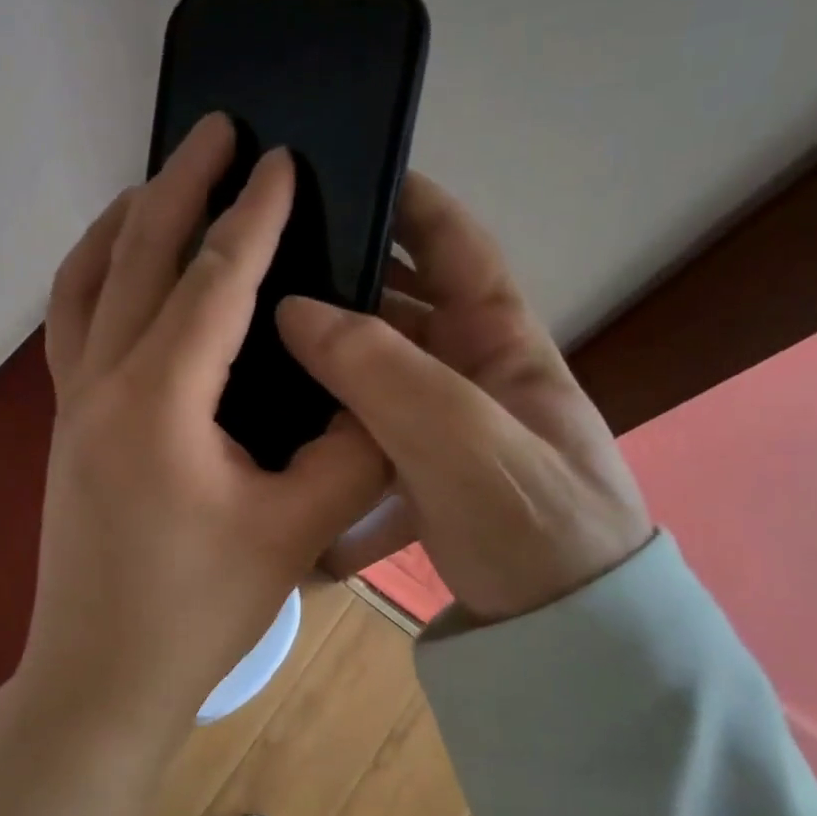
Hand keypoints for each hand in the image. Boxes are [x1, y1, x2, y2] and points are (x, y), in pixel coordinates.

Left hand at [26, 114, 388, 733]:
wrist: (101, 674)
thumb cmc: (197, 610)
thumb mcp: (296, 530)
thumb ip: (351, 449)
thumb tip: (375, 388)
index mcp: (160, 402)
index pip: (214, 281)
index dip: (254, 214)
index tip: (283, 157)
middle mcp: (101, 382)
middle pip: (137, 254)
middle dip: (182, 183)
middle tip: (218, 127)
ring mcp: (69, 400)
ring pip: (86, 279)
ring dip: (124, 220)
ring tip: (163, 181)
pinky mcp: (61, 421)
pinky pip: (70, 320)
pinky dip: (93, 272)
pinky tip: (122, 266)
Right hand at [276, 172, 651, 622]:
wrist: (566, 645)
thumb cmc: (535, 527)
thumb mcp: (463, 440)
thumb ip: (382, 371)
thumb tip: (295, 309)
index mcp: (501, 342)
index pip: (456, 244)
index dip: (410, 199)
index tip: (345, 171)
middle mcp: (471, 373)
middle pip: (399, 306)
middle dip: (342, 281)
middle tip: (263, 267)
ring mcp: (443, 427)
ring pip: (373, 373)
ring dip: (324, 362)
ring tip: (250, 343)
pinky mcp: (420, 476)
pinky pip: (364, 439)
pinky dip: (330, 439)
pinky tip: (281, 442)